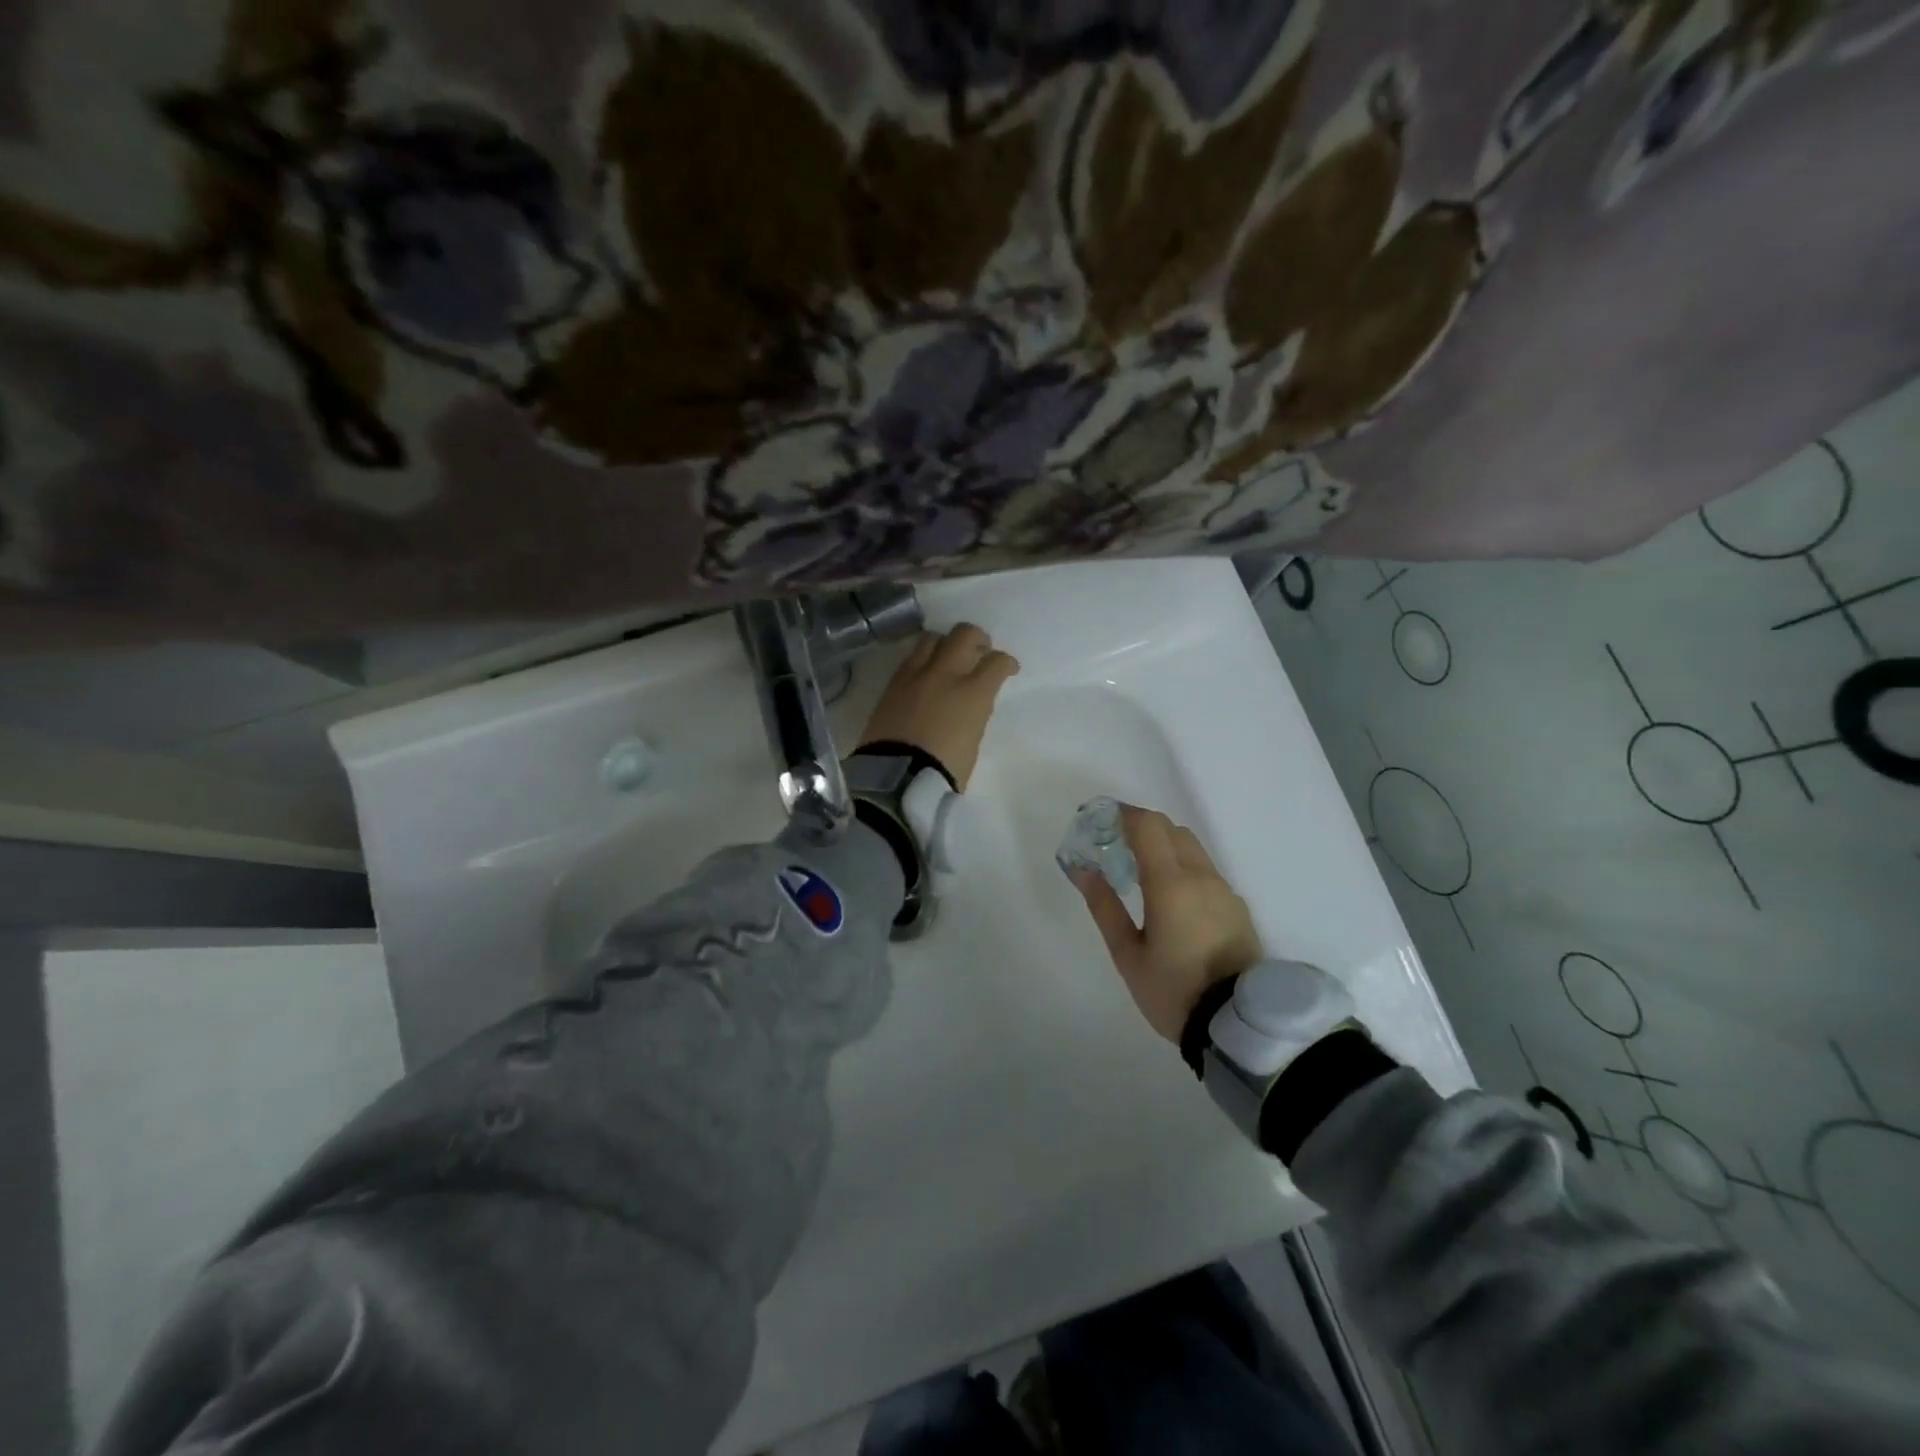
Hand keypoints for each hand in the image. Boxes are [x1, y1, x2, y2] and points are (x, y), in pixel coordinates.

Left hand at [858, 623, 1018, 789]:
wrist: (897, 778)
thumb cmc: (945, 769)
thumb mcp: (973, 740)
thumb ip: (975, 711)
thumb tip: (971, 699)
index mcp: (972, 692)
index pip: (996, 662)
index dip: (1007, 663)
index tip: (1008, 669)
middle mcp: (944, 673)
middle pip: (964, 634)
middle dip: (977, 639)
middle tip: (980, 651)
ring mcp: (915, 675)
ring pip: (933, 638)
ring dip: (946, 643)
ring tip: (948, 658)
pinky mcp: (892, 683)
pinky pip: (911, 658)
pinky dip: (923, 659)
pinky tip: (925, 673)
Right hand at [1070, 805, 1262, 1042]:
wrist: (1238, 1026)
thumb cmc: (1173, 990)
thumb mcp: (1128, 954)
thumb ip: (1104, 906)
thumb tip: (1082, 869)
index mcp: (1170, 883)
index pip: (1148, 825)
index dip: (1122, 814)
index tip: (1100, 821)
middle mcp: (1201, 876)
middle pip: (1171, 829)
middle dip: (1142, 829)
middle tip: (1115, 849)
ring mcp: (1225, 890)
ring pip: (1192, 848)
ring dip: (1164, 847)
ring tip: (1140, 876)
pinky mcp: (1238, 907)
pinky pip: (1206, 871)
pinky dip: (1183, 867)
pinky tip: (1171, 900)